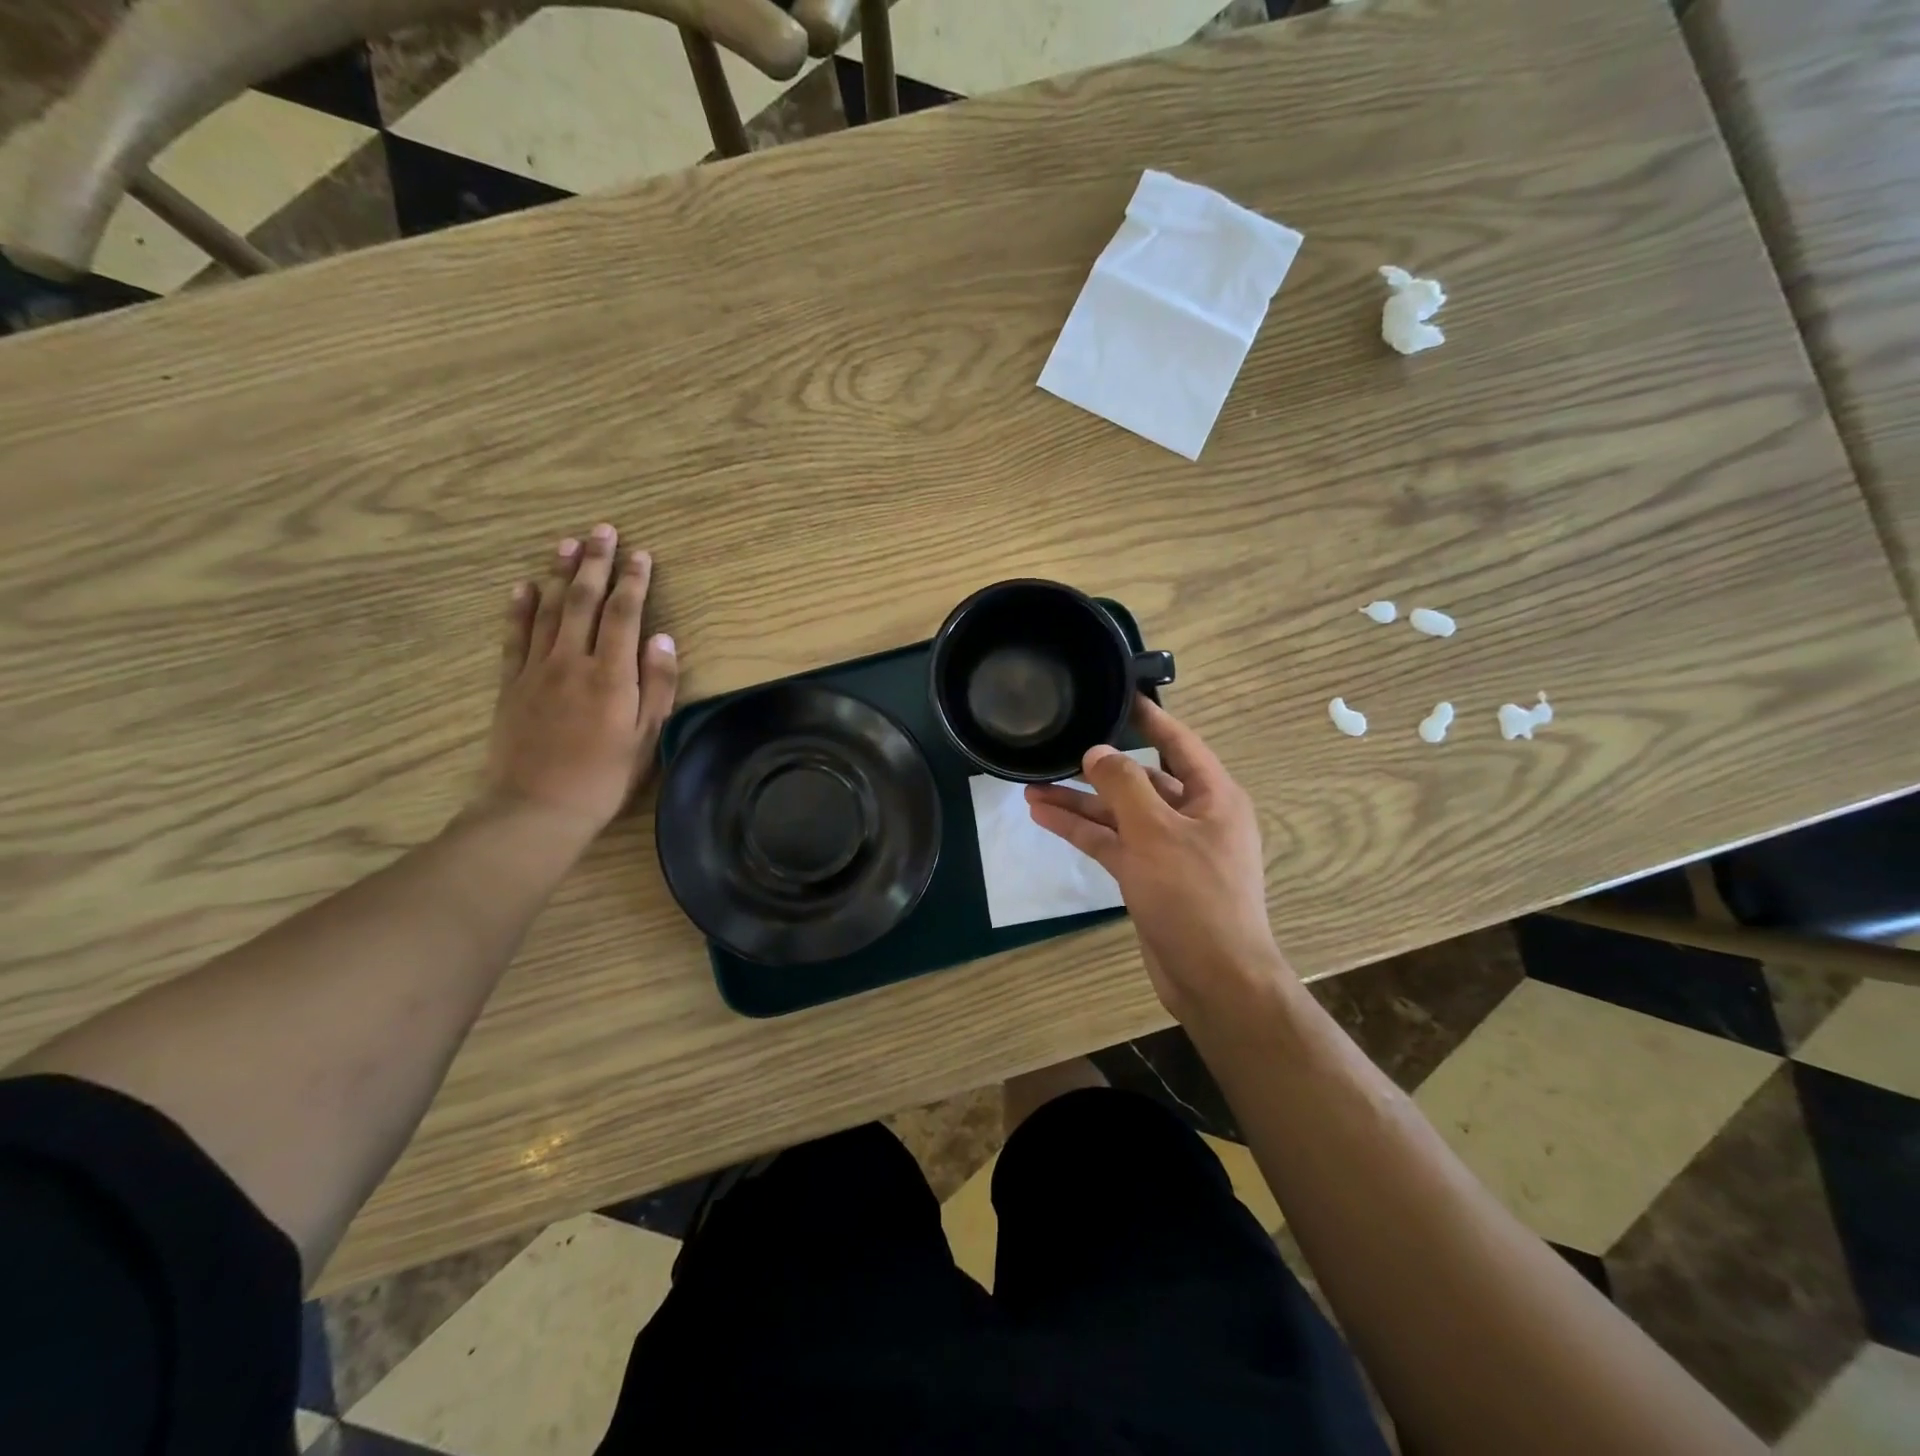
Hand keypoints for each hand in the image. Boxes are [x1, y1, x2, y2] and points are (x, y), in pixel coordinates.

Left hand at [477, 524, 678, 845]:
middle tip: (602, 530)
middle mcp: (572, 662)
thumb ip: (656, 686)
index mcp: (611, 675)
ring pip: (547, 610)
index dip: (633, 581)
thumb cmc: (603, 778)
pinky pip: (514, 636)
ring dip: (558, 574)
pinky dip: (519, 608)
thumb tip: (663, 639)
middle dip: (594, 562)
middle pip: (582, 600)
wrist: (536, 808)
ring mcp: (536, 670)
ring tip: (567, 543)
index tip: (641, 554)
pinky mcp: (510, 684)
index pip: (623, 614)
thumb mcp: (645, 737)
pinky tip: (523, 586)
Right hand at [1024, 698, 1291, 1021]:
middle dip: (1097, 768)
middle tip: (1056, 749)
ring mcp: (1169, 849)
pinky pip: (1112, 843)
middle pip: (1140, 780)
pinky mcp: (1148, 877)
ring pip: (1119, 814)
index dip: (1149, 717)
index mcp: (1212, 796)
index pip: (1178, 743)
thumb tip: (1097, 752)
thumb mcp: (1156, 832)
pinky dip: (1082, 830)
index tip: (1117, 694)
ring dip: (1079, 802)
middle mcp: (1192, 816)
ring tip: (1031, 787)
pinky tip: (1045, 816)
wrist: (1213, 977)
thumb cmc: (1194, 895)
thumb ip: (1123, 785)